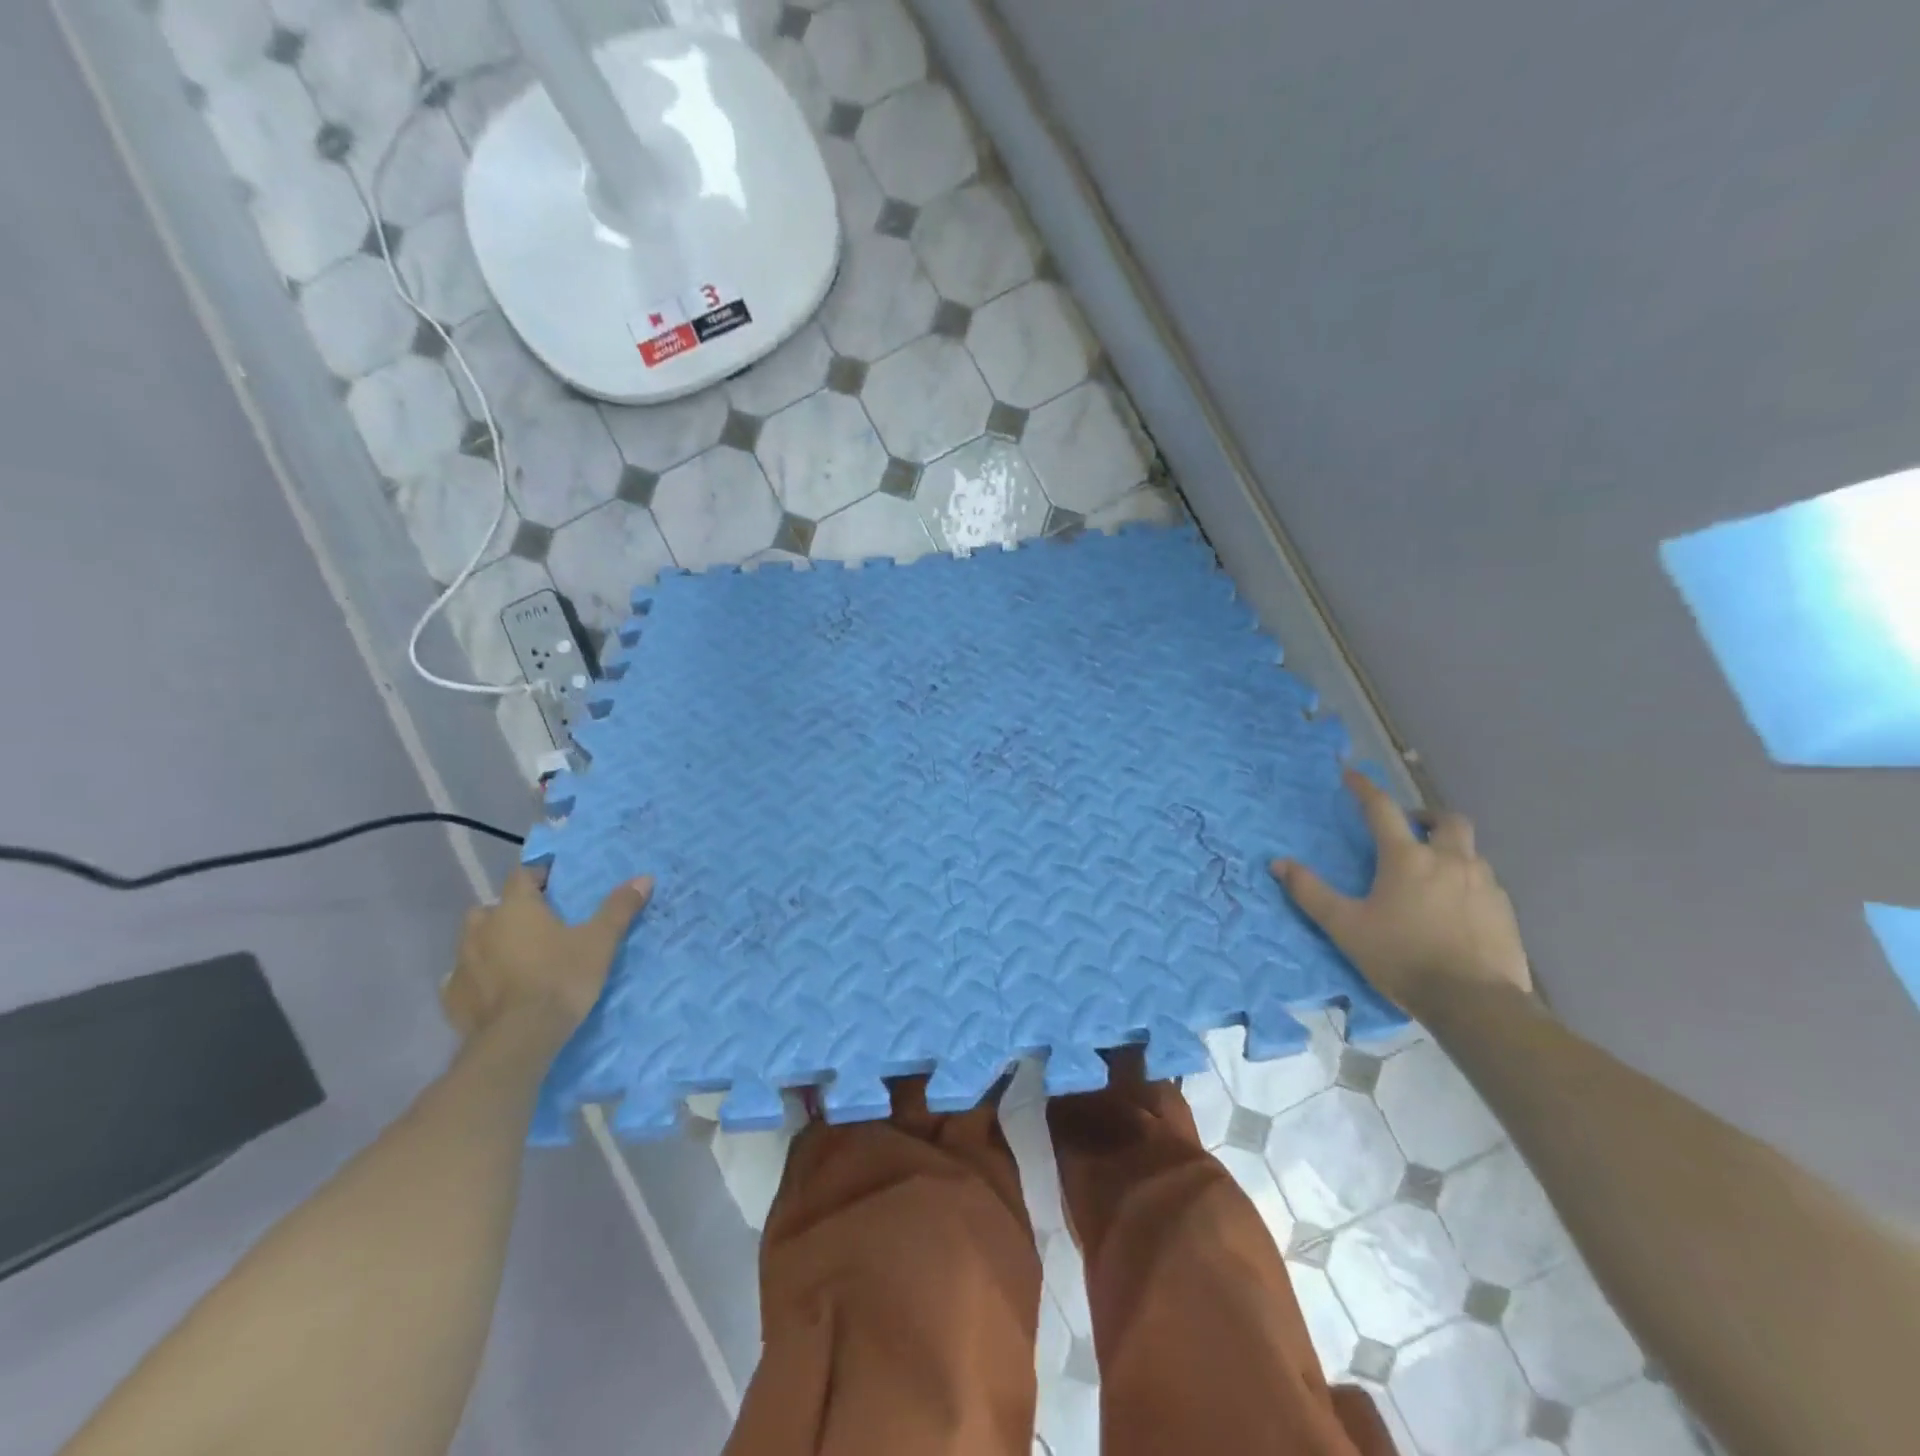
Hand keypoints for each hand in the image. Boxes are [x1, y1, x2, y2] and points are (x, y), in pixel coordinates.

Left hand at [442, 867, 651, 1040]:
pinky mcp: (453, 998)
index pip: (521, 875)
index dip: (538, 875)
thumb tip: (644, 878)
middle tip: (537, 925)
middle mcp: (482, 928)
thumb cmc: (561, 978)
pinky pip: (464, 978)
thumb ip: (618, 908)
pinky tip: (497, 990)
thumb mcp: (600, 941)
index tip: (555, 883)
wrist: (519, 1039)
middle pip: (492, 908)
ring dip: (492, 944)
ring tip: (517, 958)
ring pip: (474, 942)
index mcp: (515, 908)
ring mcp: (461, 963)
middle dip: (510, 912)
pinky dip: (479, 978)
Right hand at [1272, 770, 1531, 1015]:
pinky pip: (1484, 881)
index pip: (1382, 809)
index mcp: (1406, 858)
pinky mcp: (1504, 910)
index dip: (1364, 788)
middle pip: (1446, 820)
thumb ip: (1310, 893)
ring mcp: (1483, 883)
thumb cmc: (1402, 958)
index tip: (1352, 774)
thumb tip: (1278, 863)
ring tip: (1431, 872)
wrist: (1474, 1002)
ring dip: (1448, 850)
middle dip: (1426, 816)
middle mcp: (1448, 860)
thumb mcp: (1345, 927)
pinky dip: (1466, 880)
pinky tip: (1454, 906)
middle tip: (1410, 829)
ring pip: (1469, 850)